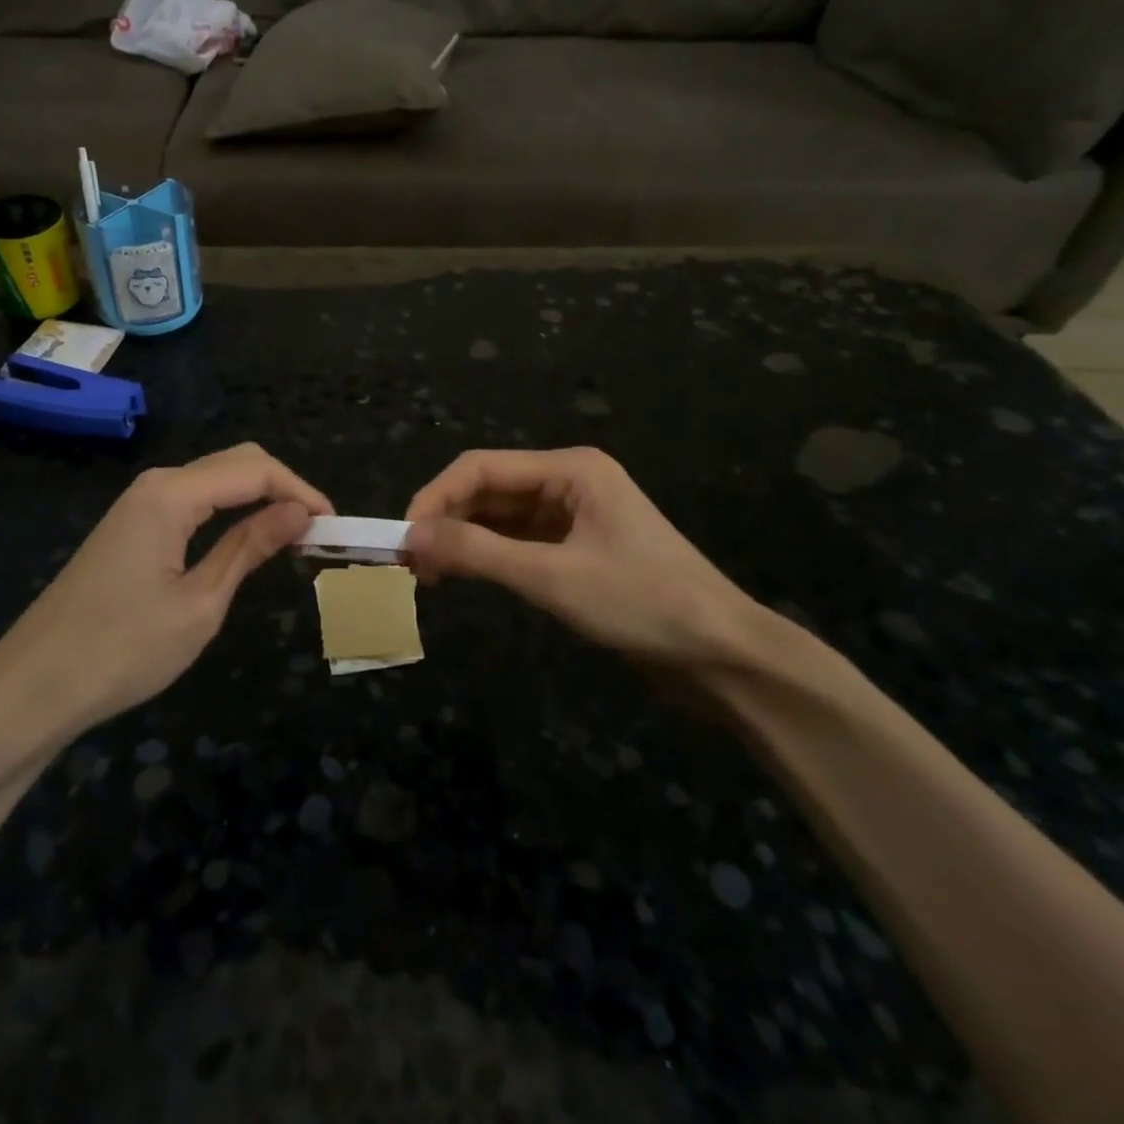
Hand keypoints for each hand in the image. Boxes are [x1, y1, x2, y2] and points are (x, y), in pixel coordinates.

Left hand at [0, 444, 331, 762]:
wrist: (34, 687)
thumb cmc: (122, 649)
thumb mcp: (200, 603)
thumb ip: (249, 547)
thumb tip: (299, 512)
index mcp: (172, 494)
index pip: (254, 469)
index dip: (301, 490)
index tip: (335, 524)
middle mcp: (156, 484)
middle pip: (235, 463)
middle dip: (283, 487)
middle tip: (318, 531)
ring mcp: (139, 504)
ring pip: (215, 480)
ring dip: (258, 499)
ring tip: (294, 537)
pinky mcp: (132, 526)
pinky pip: (193, 502)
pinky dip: (230, 512)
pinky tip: (247, 539)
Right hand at [404, 447, 768, 671]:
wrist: (723, 655)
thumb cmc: (642, 604)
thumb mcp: (551, 577)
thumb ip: (476, 552)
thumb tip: (409, 537)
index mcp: (570, 469)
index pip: (481, 468)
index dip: (434, 498)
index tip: (400, 538)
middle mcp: (570, 482)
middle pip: (490, 489)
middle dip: (447, 520)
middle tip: (410, 563)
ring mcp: (576, 516)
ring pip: (501, 517)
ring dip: (465, 539)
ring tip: (430, 575)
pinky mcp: (578, 548)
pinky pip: (520, 541)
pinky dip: (490, 555)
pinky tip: (467, 576)